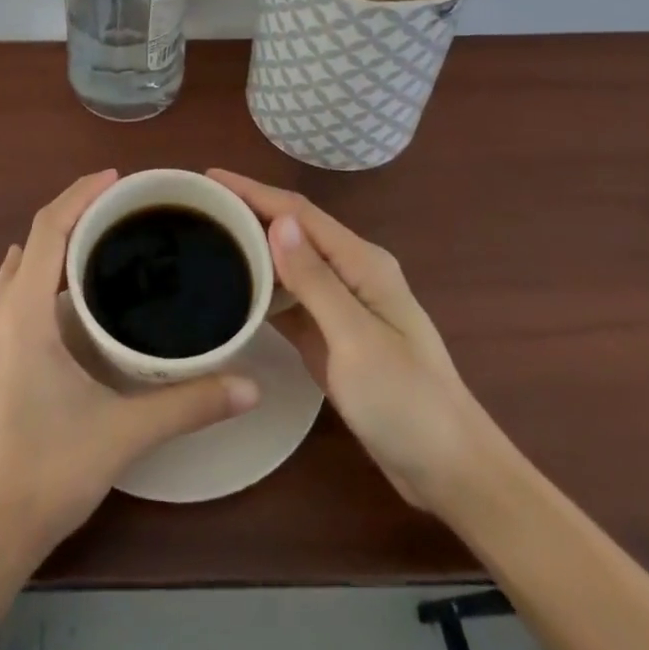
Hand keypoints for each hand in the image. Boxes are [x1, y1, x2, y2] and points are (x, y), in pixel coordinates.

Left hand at [0, 170, 260, 563]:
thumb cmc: (50, 471)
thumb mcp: (125, 433)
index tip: (118, 179)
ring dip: (57, 240)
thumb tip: (251, 385)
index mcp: (24, 312)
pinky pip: (15, 288)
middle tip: (124, 205)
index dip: (81, 194)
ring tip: (104, 237)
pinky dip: (43, 269)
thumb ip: (190, 404)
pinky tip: (72, 290)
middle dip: (76, 211)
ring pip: (22, 263)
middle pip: (35, 238)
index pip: (49, 229)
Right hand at [209, 169, 494, 519]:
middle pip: (292, 231)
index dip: (253, 190)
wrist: (450, 472)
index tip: (209, 177)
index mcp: (361, 263)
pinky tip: (233, 290)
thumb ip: (316, 281)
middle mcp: (351, 274)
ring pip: (288, 264)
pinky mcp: (333, 336)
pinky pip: (290, 300)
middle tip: (197, 208)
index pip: (298, 213)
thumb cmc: (407, 403)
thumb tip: (279, 221)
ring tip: (206, 239)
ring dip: (252, 248)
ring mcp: (342, 306)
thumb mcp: (356, 340)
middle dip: (248, 212)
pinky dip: (262, 289)